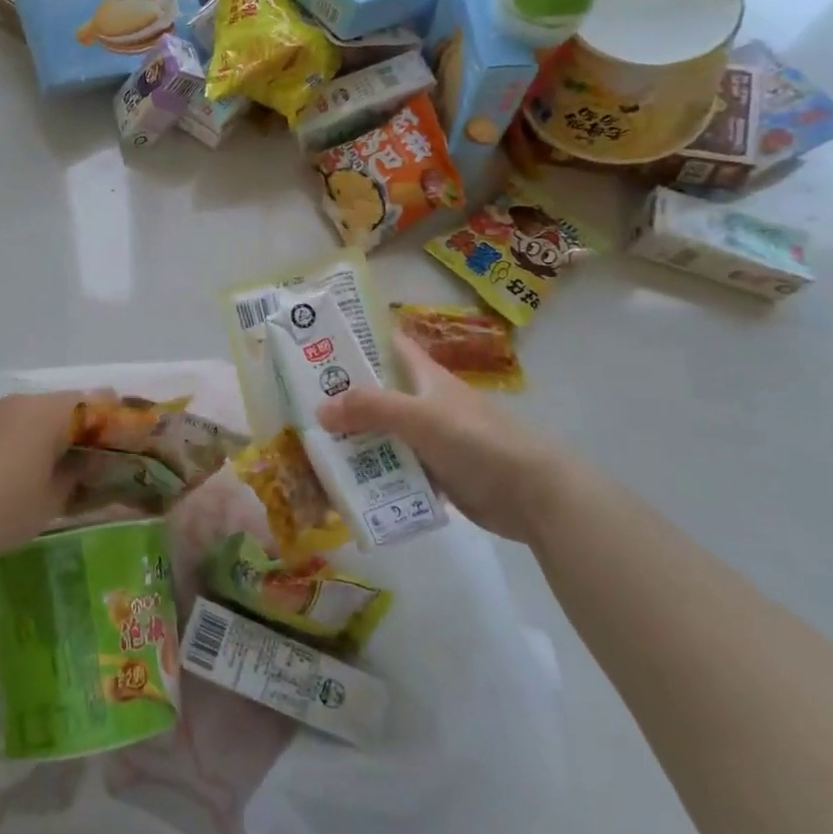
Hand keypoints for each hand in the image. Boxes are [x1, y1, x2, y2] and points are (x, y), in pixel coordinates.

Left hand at [0, 390, 101, 567]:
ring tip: (52, 464)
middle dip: (80, 426)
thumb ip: (79, 472)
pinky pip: (7, 423)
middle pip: (62, 405)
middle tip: (91, 456)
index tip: (123, 438)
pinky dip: (21, 437)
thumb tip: (92, 459)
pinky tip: (16, 467)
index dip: (113, 417)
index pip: (94, 401)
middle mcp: (21, 401)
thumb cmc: (4, 509)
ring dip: (48, 431)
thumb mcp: (53, 499)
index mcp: (48, 412)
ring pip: (33, 413)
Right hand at [317, 332, 590, 544]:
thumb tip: (319, 409)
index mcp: (425, 377)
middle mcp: (425, 402)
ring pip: (383, 432)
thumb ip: (370, 409)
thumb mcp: (419, 417)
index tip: (319, 342)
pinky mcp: (436, 472)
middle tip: (300, 403)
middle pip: (378, 392)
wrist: (532, 494)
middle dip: (343, 397)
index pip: (389, 345)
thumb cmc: (477, 441)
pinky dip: (375, 472)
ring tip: (313, 446)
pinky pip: (396, 467)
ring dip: (355, 439)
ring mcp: (430, 439)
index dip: (358, 339)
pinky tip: (347, 481)